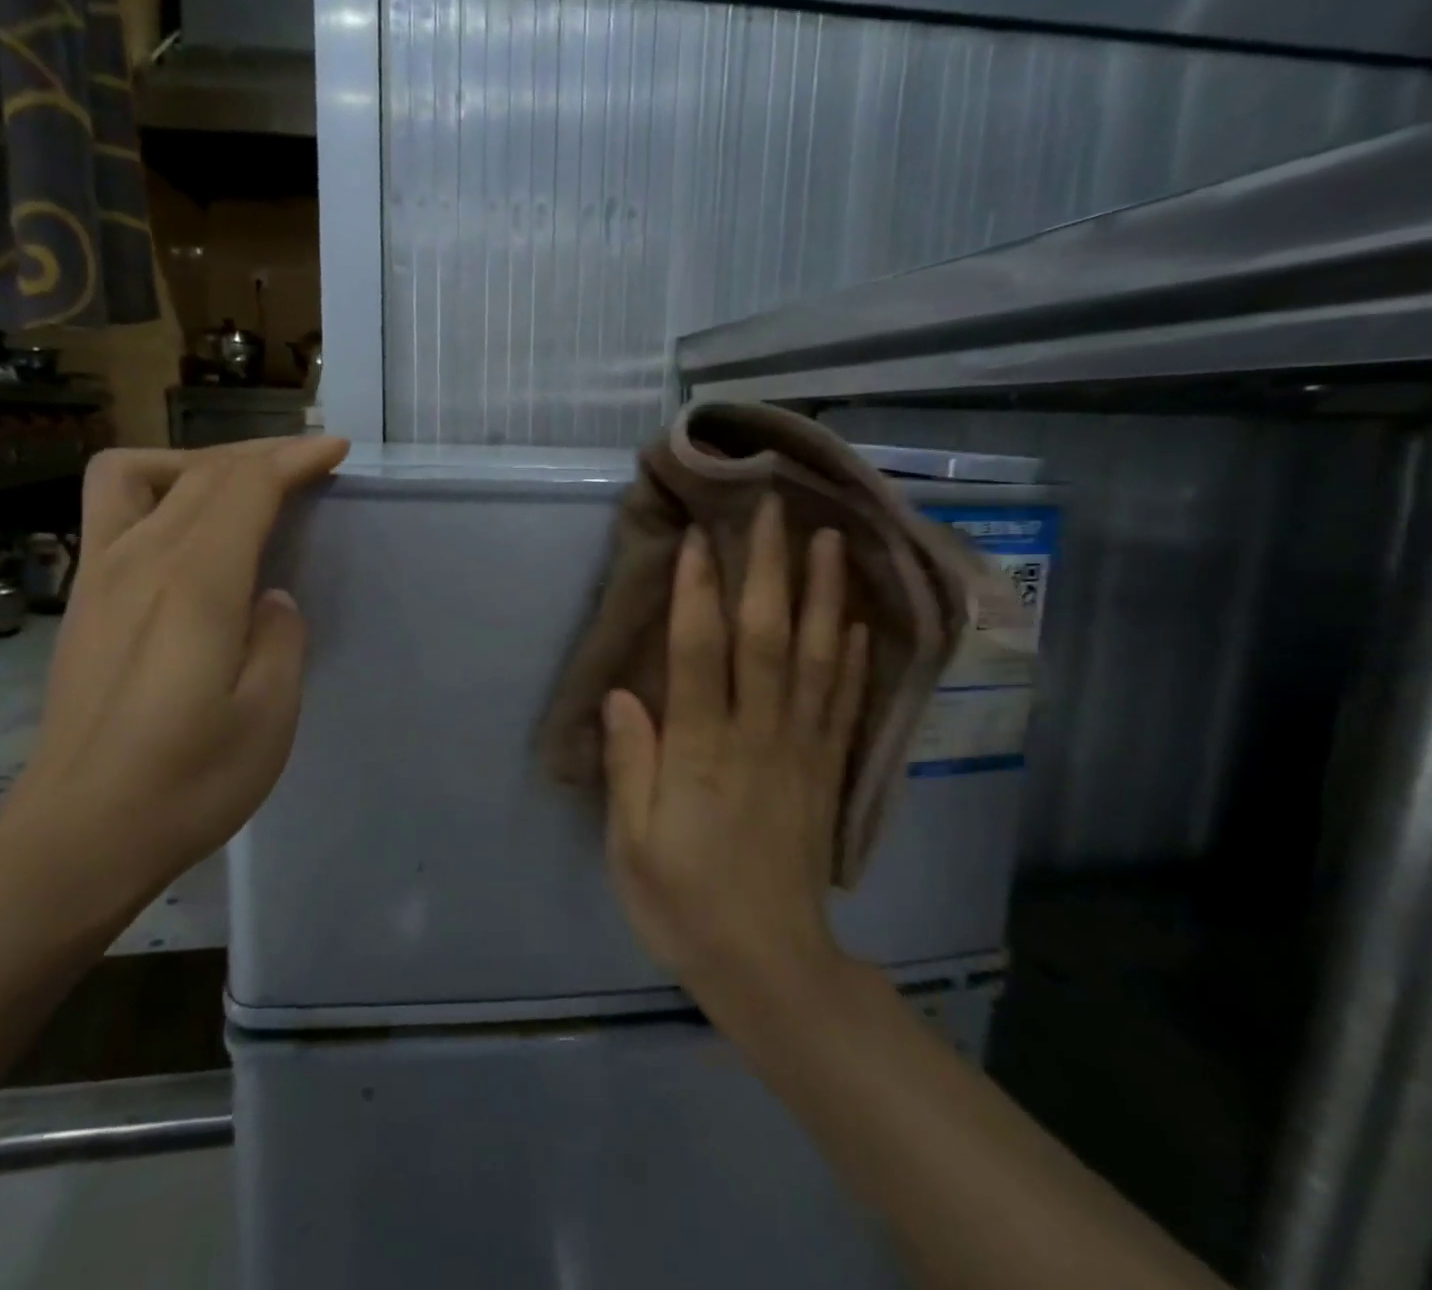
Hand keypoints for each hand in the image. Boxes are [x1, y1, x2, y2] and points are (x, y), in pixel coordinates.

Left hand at [0, 436, 348, 931]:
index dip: (293, 459)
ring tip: (238, 487)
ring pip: (141, 474)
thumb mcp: (269, 716)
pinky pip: (110, 511)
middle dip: (260, 453)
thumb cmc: (187, 782)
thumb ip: (281, 639)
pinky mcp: (81, 601)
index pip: (246, 487)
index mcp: (196, 584)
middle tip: (307, 464)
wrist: (79, 836)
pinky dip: (155, 491)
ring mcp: (99, 577)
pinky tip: (183, 530)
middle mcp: (141, 561)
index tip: (334, 451)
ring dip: (197, 461)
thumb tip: (270, 598)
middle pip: (202, 470)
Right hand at [601, 498, 869, 1020]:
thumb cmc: (684, 904)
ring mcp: (801, 752)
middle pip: (766, 638)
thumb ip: (630, 767)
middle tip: (773, 509)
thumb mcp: (632, 846)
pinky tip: (856, 621)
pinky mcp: (826, 772)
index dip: (698, 594)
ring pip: (815, 659)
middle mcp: (757, 738)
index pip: (700, 655)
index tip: (699, 539)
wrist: (771, 968)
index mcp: (701, 753)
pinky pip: (844, 704)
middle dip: (768, 569)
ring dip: (822, 595)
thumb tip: (622, 694)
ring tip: (830, 540)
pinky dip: (852, 657)